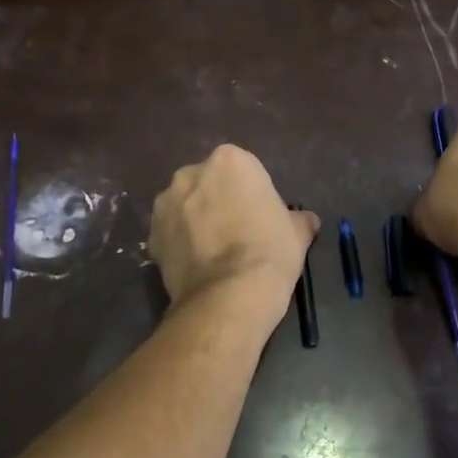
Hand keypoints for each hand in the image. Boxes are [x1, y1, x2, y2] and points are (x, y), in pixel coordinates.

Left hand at [151, 145, 318, 308]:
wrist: (229, 297)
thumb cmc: (269, 252)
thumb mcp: (297, 233)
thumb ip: (298, 219)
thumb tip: (306, 221)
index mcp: (230, 161)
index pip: (242, 170)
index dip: (251, 194)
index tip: (259, 217)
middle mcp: (191, 173)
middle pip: (207, 183)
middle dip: (217, 201)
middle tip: (235, 232)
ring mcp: (166, 204)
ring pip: (184, 206)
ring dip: (194, 220)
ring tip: (213, 252)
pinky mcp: (151, 235)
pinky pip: (170, 233)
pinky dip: (179, 244)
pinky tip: (197, 266)